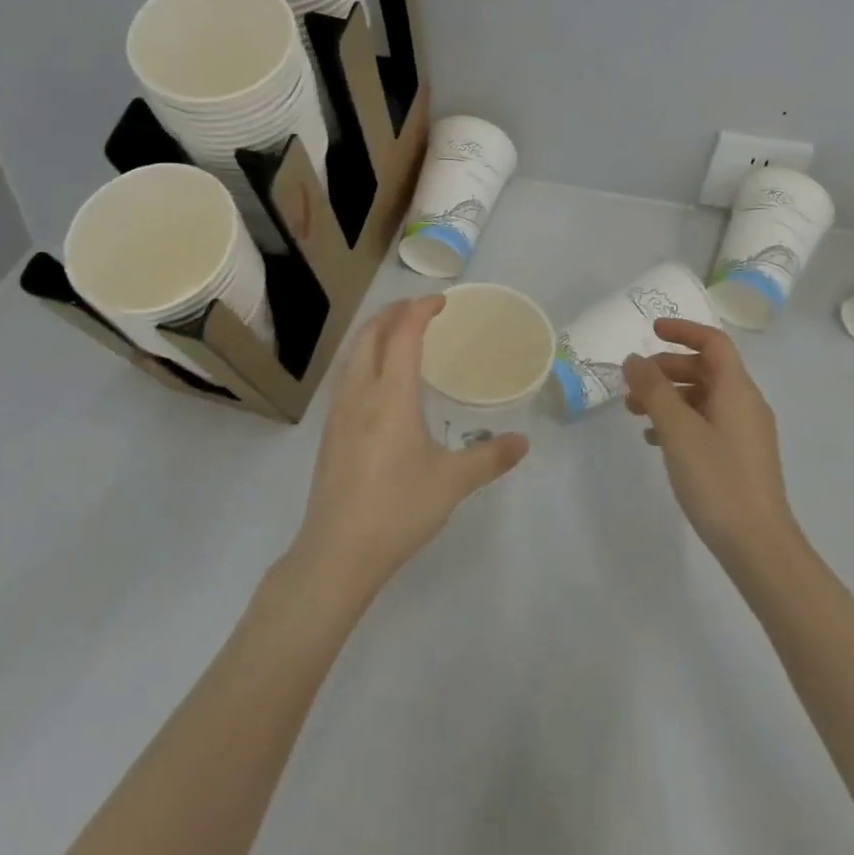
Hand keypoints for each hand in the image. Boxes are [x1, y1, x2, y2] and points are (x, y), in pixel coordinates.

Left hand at [291, 296, 528, 594]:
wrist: (336, 553)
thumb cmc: (398, 509)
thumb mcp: (452, 482)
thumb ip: (490, 457)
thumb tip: (524, 442)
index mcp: (391, 395)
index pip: (403, 334)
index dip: (420, 310)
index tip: (441, 301)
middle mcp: (360, 392)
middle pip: (371, 334)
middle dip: (394, 312)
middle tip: (420, 309)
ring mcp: (339, 412)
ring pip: (353, 353)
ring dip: (375, 332)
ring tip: (398, 333)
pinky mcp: (329, 432)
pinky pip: (346, 375)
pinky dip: (364, 357)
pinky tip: (377, 380)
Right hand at [623, 319, 798, 566]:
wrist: (758, 545)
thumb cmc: (717, 479)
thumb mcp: (677, 429)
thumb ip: (653, 389)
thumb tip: (634, 359)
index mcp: (737, 389)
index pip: (713, 342)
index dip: (682, 330)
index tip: (650, 331)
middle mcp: (745, 403)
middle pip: (706, 368)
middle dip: (667, 368)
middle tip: (633, 382)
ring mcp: (745, 431)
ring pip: (703, 397)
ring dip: (669, 396)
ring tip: (635, 413)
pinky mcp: (740, 456)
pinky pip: (707, 422)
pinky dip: (680, 420)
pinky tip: (655, 441)